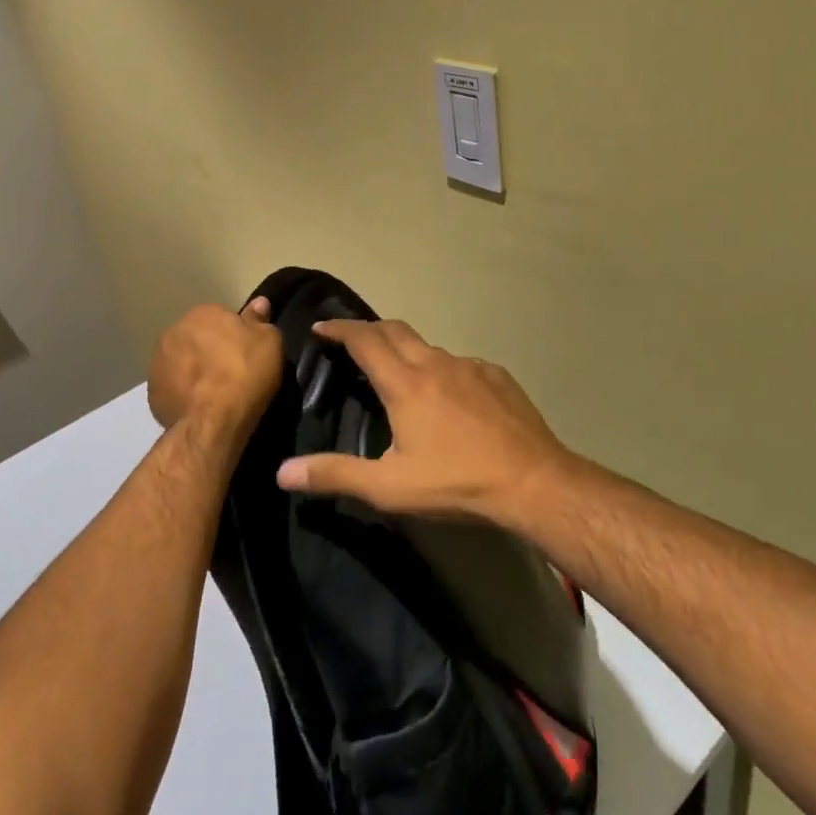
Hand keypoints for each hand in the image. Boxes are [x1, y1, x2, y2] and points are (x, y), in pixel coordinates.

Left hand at [147, 298, 282, 434]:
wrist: (214, 420)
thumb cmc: (245, 372)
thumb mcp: (268, 341)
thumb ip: (259, 319)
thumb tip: (259, 303)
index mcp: (201, 313)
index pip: (218, 317)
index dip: (233, 335)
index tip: (244, 352)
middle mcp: (173, 332)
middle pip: (195, 338)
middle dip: (208, 350)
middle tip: (229, 371)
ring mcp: (157, 363)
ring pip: (179, 362)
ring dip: (191, 371)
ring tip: (212, 392)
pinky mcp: (152, 393)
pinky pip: (171, 388)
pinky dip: (182, 394)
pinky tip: (198, 407)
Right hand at [275, 319, 572, 524]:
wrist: (533, 481)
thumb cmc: (456, 482)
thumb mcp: (389, 487)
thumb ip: (335, 475)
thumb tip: (282, 472)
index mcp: (405, 383)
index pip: (364, 340)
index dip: (339, 329)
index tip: (320, 327)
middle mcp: (435, 363)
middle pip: (394, 330)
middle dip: (368, 329)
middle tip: (351, 340)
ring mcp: (470, 366)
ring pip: (429, 347)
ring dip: (406, 351)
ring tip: (399, 374)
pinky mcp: (497, 375)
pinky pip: (460, 363)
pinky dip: (442, 370)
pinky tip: (449, 396)